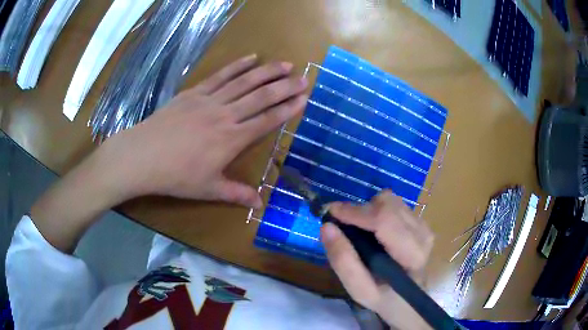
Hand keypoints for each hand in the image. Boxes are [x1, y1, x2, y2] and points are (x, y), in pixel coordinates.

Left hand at [95, 54, 307, 207]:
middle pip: (261, 97)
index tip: (304, 98)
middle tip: (304, 77)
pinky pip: (220, 76)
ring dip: (266, 72)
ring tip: (285, 64)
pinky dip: (236, 66)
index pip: (266, 121)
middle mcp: (225, 115)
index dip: (287, 109)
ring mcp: (209, 100)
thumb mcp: (207, 189)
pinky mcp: (194, 92)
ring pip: (244, 82)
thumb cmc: (176, 176)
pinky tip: (250, 58)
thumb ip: (236, 193)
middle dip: (285, 87)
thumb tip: (260, 204)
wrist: (143, 156)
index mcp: (231, 139)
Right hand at [320, 191, 434, 329]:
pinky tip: (373, 230)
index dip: (357, 212)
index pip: (386, 221)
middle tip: (342, 224)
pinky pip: (394, 204)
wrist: (408, 300)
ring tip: (359, 229)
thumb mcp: (359, 290)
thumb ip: (343, 262)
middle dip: (361, 210)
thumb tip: (327, 227)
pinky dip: (377, 211)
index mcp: (411, 255)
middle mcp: (422, 234)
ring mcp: (423, 225)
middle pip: (388, 205)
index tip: (330, 211)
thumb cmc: (384, 298)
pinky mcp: (420, 221)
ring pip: (391, 200)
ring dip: (369, 209)